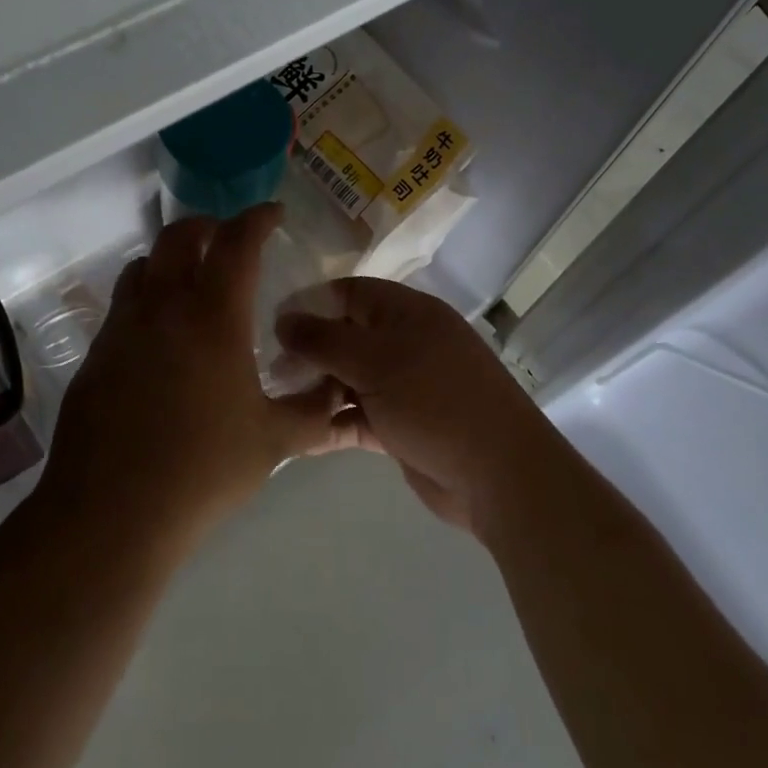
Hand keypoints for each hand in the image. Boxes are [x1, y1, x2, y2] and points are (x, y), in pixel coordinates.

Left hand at [37, 205, 357, 554]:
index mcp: (213, 316)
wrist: (112, 511)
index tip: (272, 214)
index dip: (258, 219)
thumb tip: (340, 391)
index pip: (237, 243)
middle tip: (230, 240)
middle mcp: (163, 307)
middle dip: (208, 226)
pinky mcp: (96, 354)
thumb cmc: (203, 470)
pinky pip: (123, 304)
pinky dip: (146, 297)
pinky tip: (161, 337)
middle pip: (179, 236)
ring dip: (170, 258)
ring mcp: (122, 327)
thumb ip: (315, 411)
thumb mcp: (274, 441)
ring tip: (192, 282)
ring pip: (143, 265)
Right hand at [275, 278, 557, 538]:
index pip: (349, 293)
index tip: (271, 323)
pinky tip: (297, 433)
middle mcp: (404, 343)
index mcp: (406, 313)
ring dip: (316, 388)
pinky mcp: (400, 425)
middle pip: (345, 336)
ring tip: (274, 400)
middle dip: (309, 351)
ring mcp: (403, 386)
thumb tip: (282, 319)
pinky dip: (331, 422)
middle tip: (269, 370)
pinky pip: (356, 415)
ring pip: (348, 378)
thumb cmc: (435, 400)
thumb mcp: (374, 361)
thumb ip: (323, 339)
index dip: (310, 304)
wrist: (498, 475)